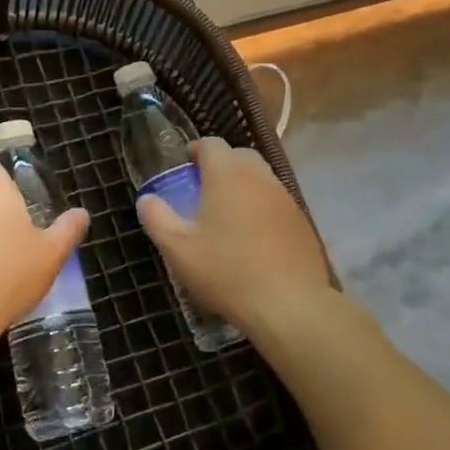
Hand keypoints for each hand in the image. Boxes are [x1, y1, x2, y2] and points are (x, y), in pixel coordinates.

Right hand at [136, 138, 332, 342]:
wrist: (289, 305)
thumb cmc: (226, 271)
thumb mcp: (178, 249)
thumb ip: (157, 218)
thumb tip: (147, 199)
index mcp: (227, 174)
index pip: (211, 144)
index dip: (195, 151)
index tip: (184, 167)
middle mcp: (259, 177)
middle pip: (239, 155)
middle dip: (220, 165)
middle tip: (202, 190)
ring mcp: (285, 198)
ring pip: (260, 178)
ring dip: (242, 186)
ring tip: (226, 215)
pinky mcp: (302, 221)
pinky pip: (276, 202)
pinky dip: (261, 207)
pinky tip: (252, 237)